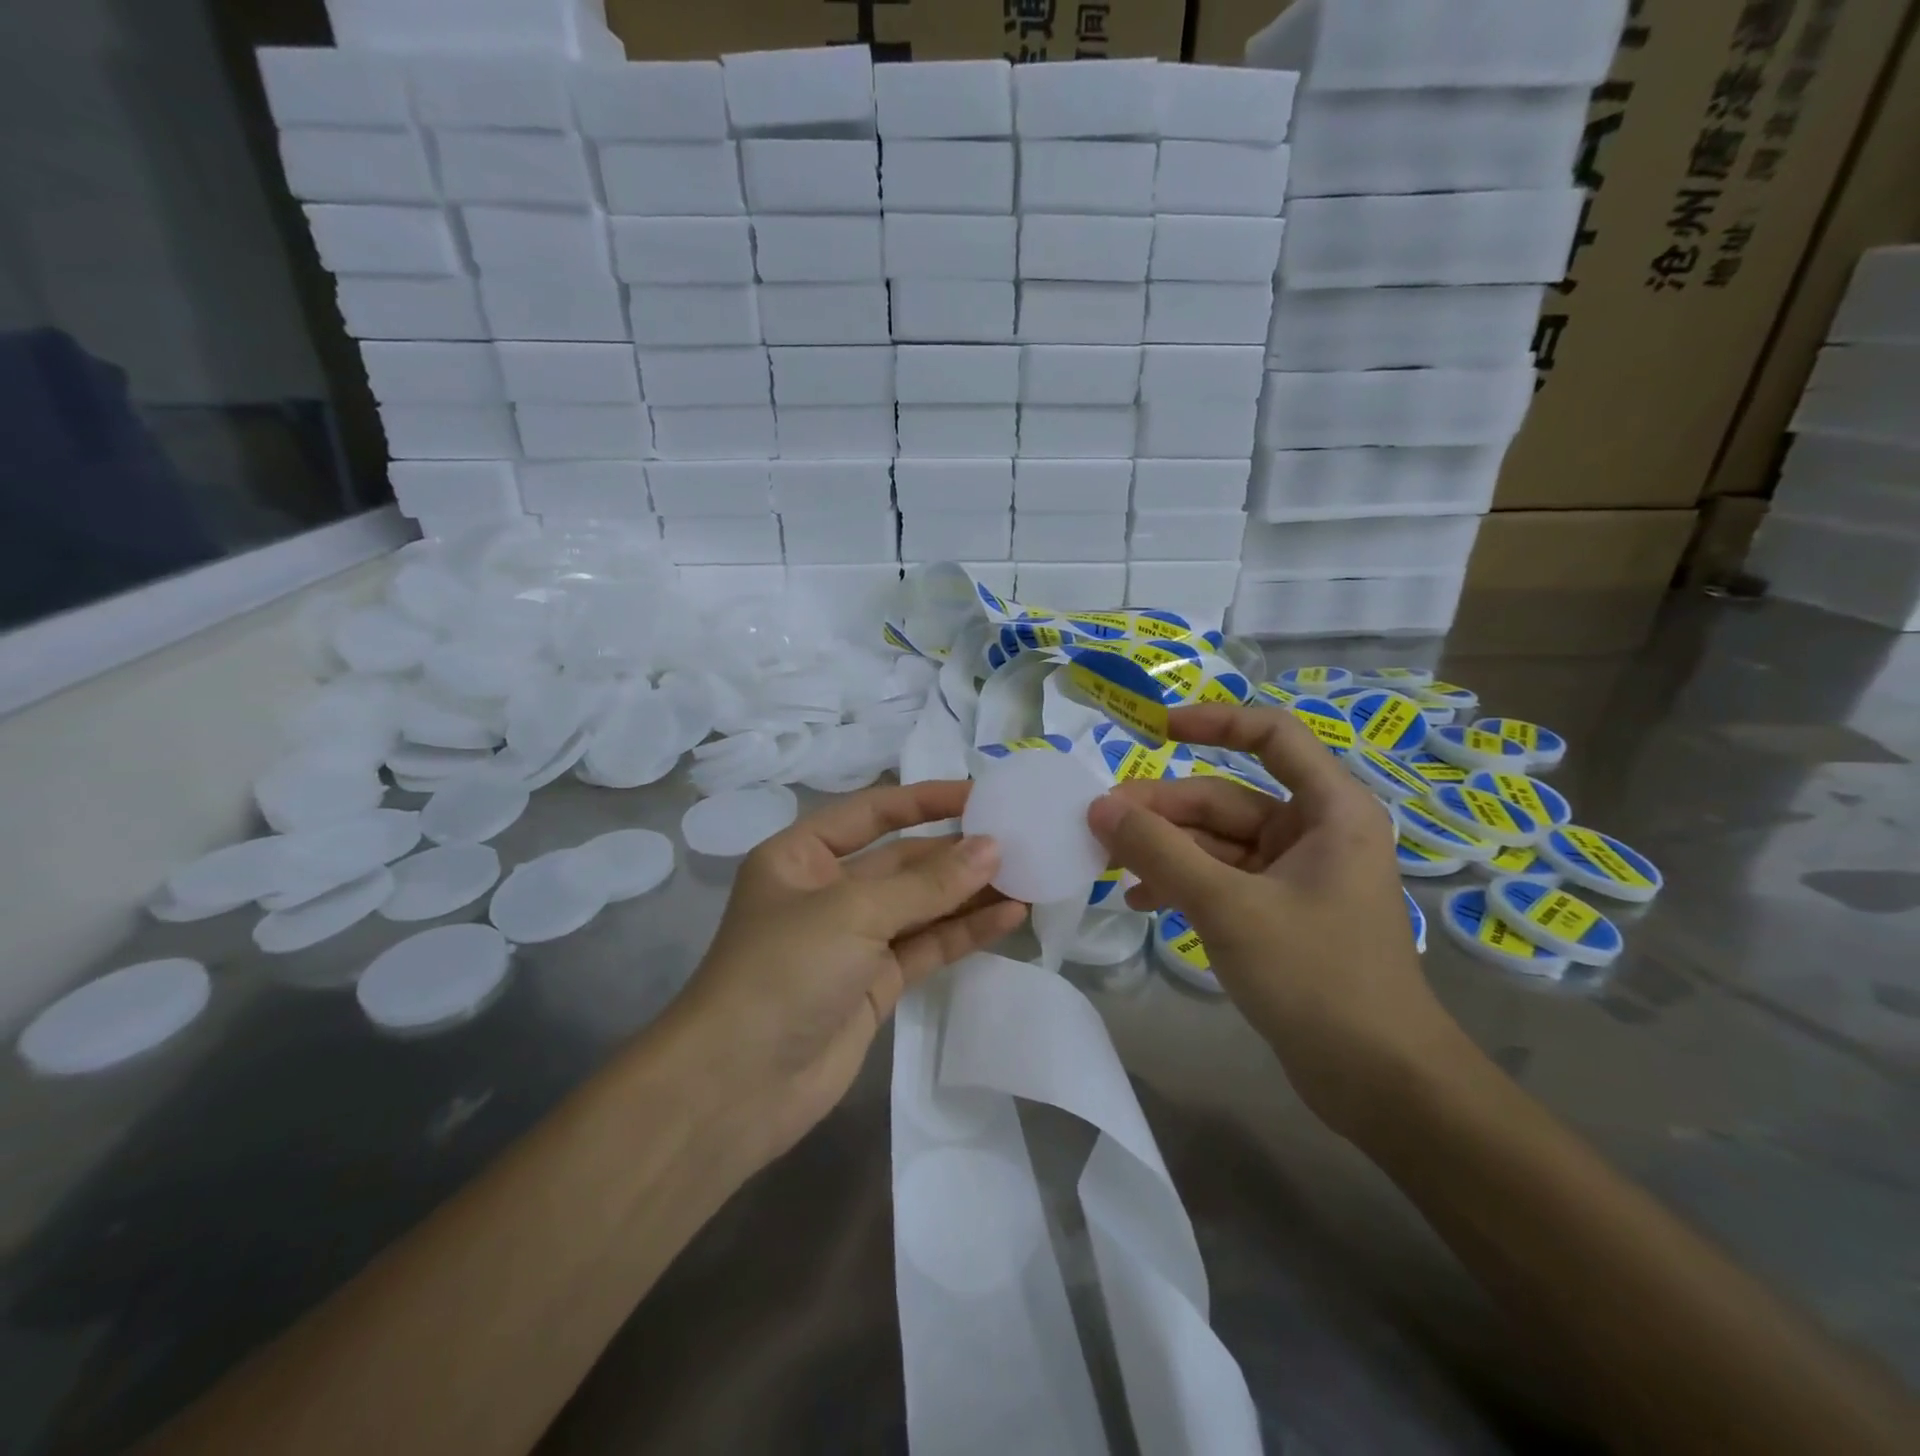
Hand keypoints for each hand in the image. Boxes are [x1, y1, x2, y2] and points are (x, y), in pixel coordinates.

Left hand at [664, 781, 1027, 1167]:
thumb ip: (928, 883)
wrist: (738, 1087)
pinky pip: (927, 945)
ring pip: (921, 905)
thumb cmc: (783, 971)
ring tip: (1028, 875)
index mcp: (802, 855)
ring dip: (969, 892)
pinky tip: (1009, 916)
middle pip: (903, 860)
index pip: (873, 811)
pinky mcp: (875, 983)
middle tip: (1020, 841)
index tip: (981, 793)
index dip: (927, 799)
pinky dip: (965, 931)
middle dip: (957, 852)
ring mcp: (853, 940)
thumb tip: (992, 847)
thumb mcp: (854, 912)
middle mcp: (827, 890)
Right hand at [1086, 703, 1469, 1139]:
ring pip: (1216, 843)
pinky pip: (1220, 880)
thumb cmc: (1316, 977)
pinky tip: (1138, 901)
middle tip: (1100, 824)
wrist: (1380, 1083)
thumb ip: (1159, 852)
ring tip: (1107, 865)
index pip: (1272, 736)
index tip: (1155, 730)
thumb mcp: (1228, 907)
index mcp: (1329, 810)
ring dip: (1164, 851)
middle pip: (1226, 798)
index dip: (1215, 722)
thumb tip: (1099, 807)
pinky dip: (1181, 885)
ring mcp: (1295, 876)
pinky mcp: (1279, 914)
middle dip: (1163, 810)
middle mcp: (1315, 832)